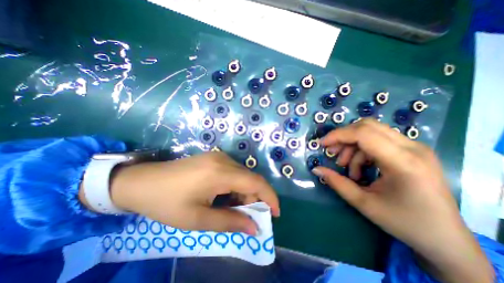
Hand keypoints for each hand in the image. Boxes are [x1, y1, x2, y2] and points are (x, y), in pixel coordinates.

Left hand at [83, 151, 280, 234]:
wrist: (142, 181)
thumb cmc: (167, 202)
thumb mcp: (197, 219)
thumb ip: (229, 222)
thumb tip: (254, 227)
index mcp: (220, 172)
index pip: (256, 182)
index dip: (269, 197)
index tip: (274, 213)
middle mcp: (224, 160)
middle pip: (250, 178)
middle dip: (255, 198)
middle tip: (248, 217)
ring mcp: (219, 156)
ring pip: (243, 175)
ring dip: (245, 192)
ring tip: (234, 208)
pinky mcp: (215, 157)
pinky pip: (234, 171)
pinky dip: (236, 185)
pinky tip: (225, 195)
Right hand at [313, 118, 492, 282]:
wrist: (445, 238)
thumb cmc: (403, 222)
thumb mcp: (363, 203)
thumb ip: (336, 182)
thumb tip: (316, 169)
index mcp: (403, 162)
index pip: (364, 134)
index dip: (338, 135)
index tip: (322, 144)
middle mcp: (413, 148)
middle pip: (367, 126)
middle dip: (343, 137)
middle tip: (331, 153)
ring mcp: (415, 147)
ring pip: (371, 132)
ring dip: (352, 146)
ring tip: (345, 166)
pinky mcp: (412, 151)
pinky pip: (378, 140)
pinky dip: (362, 151)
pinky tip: (360, 168)